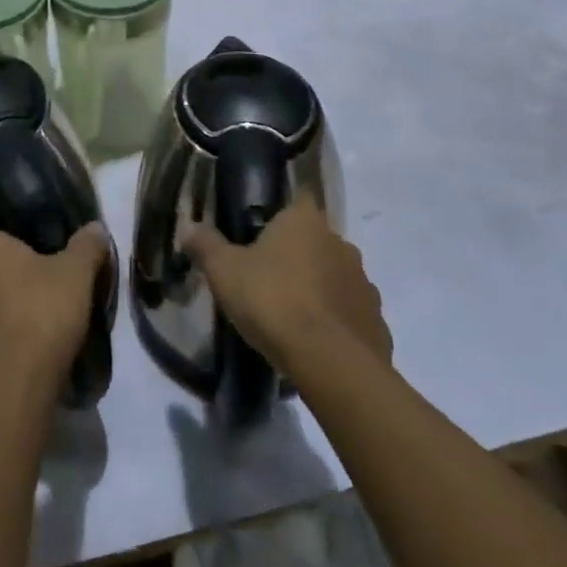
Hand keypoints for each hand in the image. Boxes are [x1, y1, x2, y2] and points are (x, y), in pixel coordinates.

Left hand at [0, 225, 109, 402]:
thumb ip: (87, 245)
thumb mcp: (77, 274)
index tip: (37, 266)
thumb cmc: (40, 316)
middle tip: (34, 300)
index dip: (14, 251)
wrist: (9, 394)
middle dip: (1, 285)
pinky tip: (11, 366)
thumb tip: (96, 227)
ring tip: (24, 337)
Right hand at [183, 199, 390, 374]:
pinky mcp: (377, 323)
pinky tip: (317, 347)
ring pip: (336, 279)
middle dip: (298, 258)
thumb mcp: (225, 272)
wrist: (331, 365)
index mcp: (305, 220)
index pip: (296, 201)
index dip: (280, 217)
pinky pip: (352, 316)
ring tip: (293, 319)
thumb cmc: (274, 301)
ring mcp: (364, 284)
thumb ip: (206, 246)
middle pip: (316, 241)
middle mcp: (340, 242)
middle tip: (269, 283)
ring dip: (320, 291)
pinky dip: (337, 325)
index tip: (261, 238)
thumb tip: (188, 228)